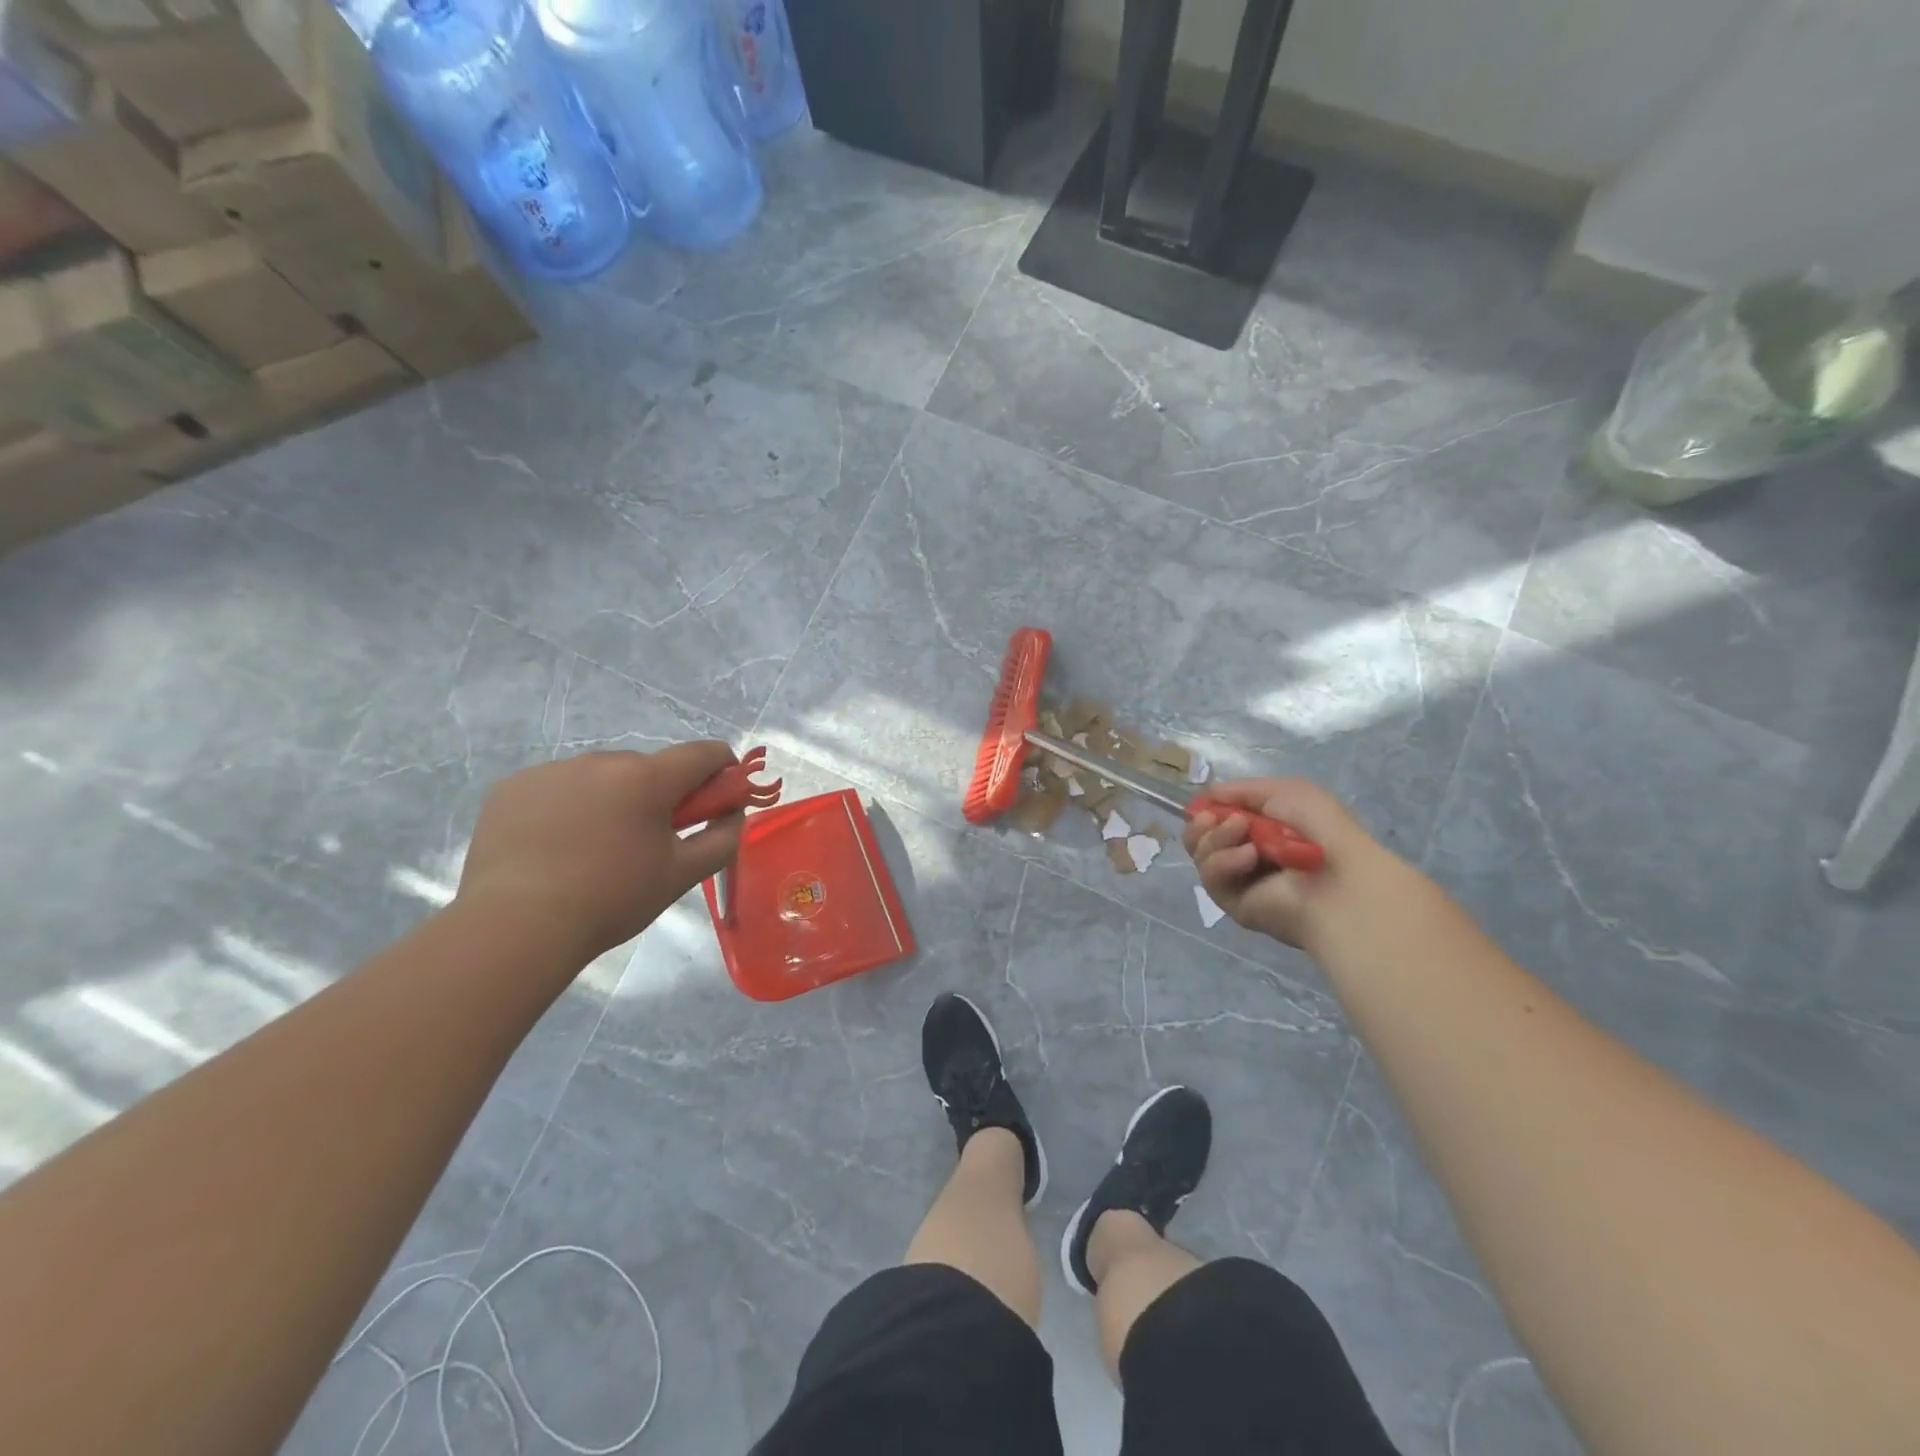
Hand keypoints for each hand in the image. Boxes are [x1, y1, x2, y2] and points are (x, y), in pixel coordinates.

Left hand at [457, 742, 744, 961]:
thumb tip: (733, 813)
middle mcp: (601, 760)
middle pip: (651, 767)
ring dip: (613, 799)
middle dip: (661, 795)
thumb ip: (722, 837)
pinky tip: (555, 847)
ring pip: (602, 777)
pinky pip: (559, 787)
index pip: (705, 753)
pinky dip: (568, 807)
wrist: (515, 926)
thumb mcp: (682, 874)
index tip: (718, 802)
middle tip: (649, 842)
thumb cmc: (612, 899)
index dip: (723, 772)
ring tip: (594, 850)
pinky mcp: (513, 786)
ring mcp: (552, 770)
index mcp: (648, 777)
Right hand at [1183, 778, 1411, 948]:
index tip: (1206, 803)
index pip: (1217, 817)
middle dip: (1203, 823)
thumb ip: (1241, 789)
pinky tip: (1250, 858)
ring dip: (1216, 839)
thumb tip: (1204, 797)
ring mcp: (1238, 880)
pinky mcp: (1232, 903)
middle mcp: (1247, 853)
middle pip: (1199, 837)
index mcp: (1262, 828)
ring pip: (1201, 854)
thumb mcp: (1286, 791)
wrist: (1338, 880)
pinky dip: (1225, 862)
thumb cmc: (1320, 830)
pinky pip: (1211, 877)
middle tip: (1214, 818)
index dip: (1207, 808)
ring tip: (1245, 835)